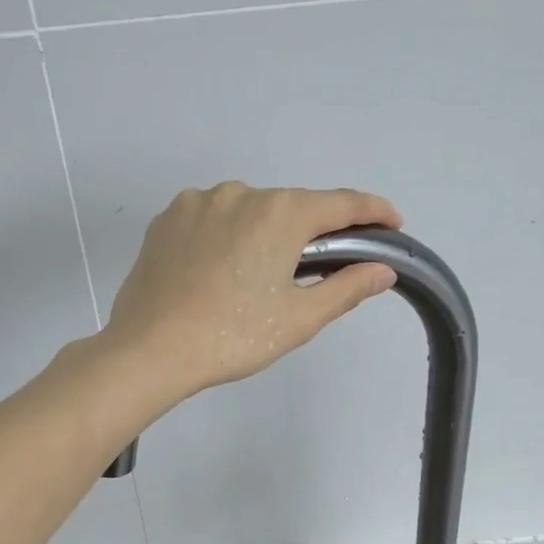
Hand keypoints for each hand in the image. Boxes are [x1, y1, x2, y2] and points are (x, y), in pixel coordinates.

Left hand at [102, 183, 401, 399]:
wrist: (150, 350)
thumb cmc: (233, 336)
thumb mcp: (298, 318)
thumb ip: (346, 287)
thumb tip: (382, 270)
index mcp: (279, 212)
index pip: (341, 203)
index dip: (373, 211)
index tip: (392, 223)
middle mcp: (239, 193)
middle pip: (291, 207)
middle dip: (311, 232)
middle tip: (318, 268)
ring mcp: (196, 203)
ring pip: (247, 211)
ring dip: (263, 234)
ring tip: (257, 278)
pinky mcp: (165, 220)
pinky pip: (210, 220)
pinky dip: (226, 236)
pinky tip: (220, 270)